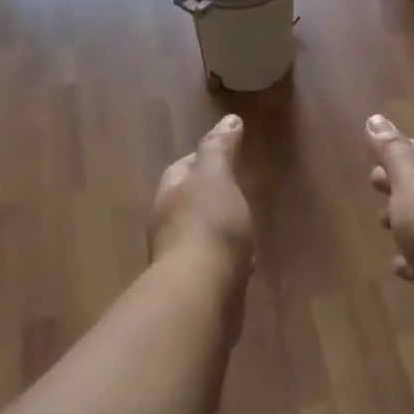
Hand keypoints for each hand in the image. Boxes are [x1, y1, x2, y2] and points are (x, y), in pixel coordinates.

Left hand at [150, 115, 253, 282]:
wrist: (201, 294)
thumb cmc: (208, 225)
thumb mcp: (215, 177)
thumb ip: (220, 148)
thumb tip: (228, 119)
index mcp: (169, 195)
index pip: (181, 168)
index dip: (201, 159)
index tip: (225, 153)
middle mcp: (168, 225)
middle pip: (188, 202)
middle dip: (209, 195)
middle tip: (237, 190)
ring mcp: (180, 259)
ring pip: (201, 234)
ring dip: (219, 229)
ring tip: (245, 226)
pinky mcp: (197, 287)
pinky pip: (214, 264)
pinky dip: (228, 258)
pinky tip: (245, 264)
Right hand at [367, 115, 413, 313]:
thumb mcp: (410, 180)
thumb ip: (393, 151)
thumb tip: (376, 118)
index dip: (398, 149)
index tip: (374, 151)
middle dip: (398, 184)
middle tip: (374, 184)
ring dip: (403, 222)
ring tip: (382, 225)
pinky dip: (409, 260)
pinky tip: (398, 266)